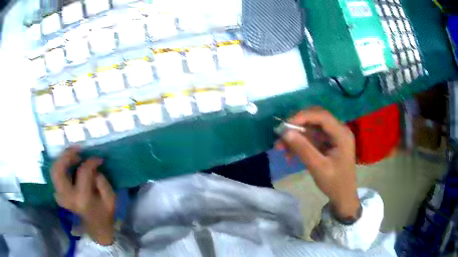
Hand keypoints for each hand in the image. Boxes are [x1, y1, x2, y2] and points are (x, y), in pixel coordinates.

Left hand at [51, 147, 115, 245]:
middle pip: (59, 169)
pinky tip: (69, 165)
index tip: (98, 159)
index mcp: (82, 199)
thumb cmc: (105, 215)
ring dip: (62, 159)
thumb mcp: (111, 199)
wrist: (96, 230)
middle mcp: (67, 197)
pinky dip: (60, 167)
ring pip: (54, 171)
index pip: (83, 172)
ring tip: (73, 155)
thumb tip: (93, 168)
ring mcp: (61, 197)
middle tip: (78, 150)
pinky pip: (55, 176)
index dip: (91, 162)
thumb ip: (102, 181)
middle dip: (67, 155)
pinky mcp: (59, 196)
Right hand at [277, 107, 358, 219]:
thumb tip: (285, 132)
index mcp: (342, 134)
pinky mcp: (328, 142)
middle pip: (315, 118)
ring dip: (296, 135)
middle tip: (281, 136)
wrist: (343, 196)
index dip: (302, 116)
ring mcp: (333, 136)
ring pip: (311, 127)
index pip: (322, 116)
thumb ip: (303, 149)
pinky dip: (300, 143)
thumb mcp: (318, 168)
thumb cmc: (335, 183)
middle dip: (297, 125)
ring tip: (281, 148)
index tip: (285, 126)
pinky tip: (290, 154)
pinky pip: (311, 137)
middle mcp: (339, 130)